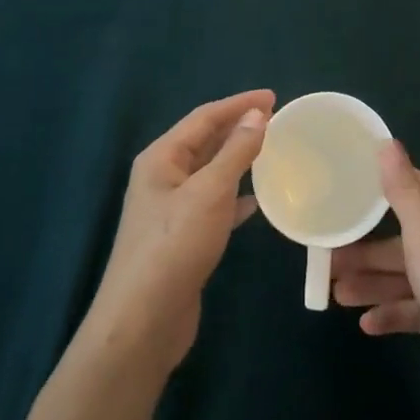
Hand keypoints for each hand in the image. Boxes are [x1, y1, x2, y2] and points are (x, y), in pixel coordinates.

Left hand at [86, 90, 272, 372]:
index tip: (274, 97)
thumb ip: (236, 151)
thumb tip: (257, 114)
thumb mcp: (210, 191)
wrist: (142, 322)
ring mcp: (170, 209)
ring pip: (210, 172)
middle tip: (277, 120)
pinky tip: (257, 201)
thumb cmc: (175, 246)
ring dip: (238, 159)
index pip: (204, 117)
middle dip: (238, 128)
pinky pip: (213, 203)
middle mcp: (162, 177)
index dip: (239, 104)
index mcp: (161, 158)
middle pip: (205, 141)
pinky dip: (236, 196)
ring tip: (272, 151)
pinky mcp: (182, 237)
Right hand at [331, 141, 419, 419]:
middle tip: (329, 256)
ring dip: (374, 282)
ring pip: (410, 274)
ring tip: (336, 293)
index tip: (349, 189)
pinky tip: (367, 325)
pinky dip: (394, 312)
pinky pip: (419, 308)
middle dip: (369, 247)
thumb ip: (403, 190)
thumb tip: (389, 143)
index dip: (386, 186)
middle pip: (408, 236)